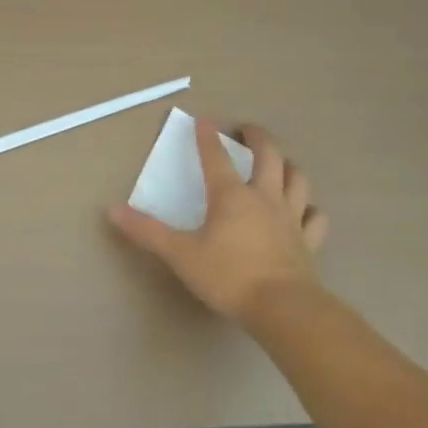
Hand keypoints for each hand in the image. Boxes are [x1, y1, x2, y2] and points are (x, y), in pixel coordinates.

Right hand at [107, 119, 327, 321]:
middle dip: (257, 137)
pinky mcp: (308, 241)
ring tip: (280, 160)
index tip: (204, 119)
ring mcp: (291, 217)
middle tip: (247, 129)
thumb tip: (113, 210)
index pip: (216, 157)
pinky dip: (311, 208)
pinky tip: (306, 209)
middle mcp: (264, 197)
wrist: (283, 308)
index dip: (207, 136)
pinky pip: (315, 217)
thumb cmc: (228, 276)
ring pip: (296, 179)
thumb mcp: (180, 254)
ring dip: (288, 164)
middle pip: (268, 155)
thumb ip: (147, 232)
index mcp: (231, 196)